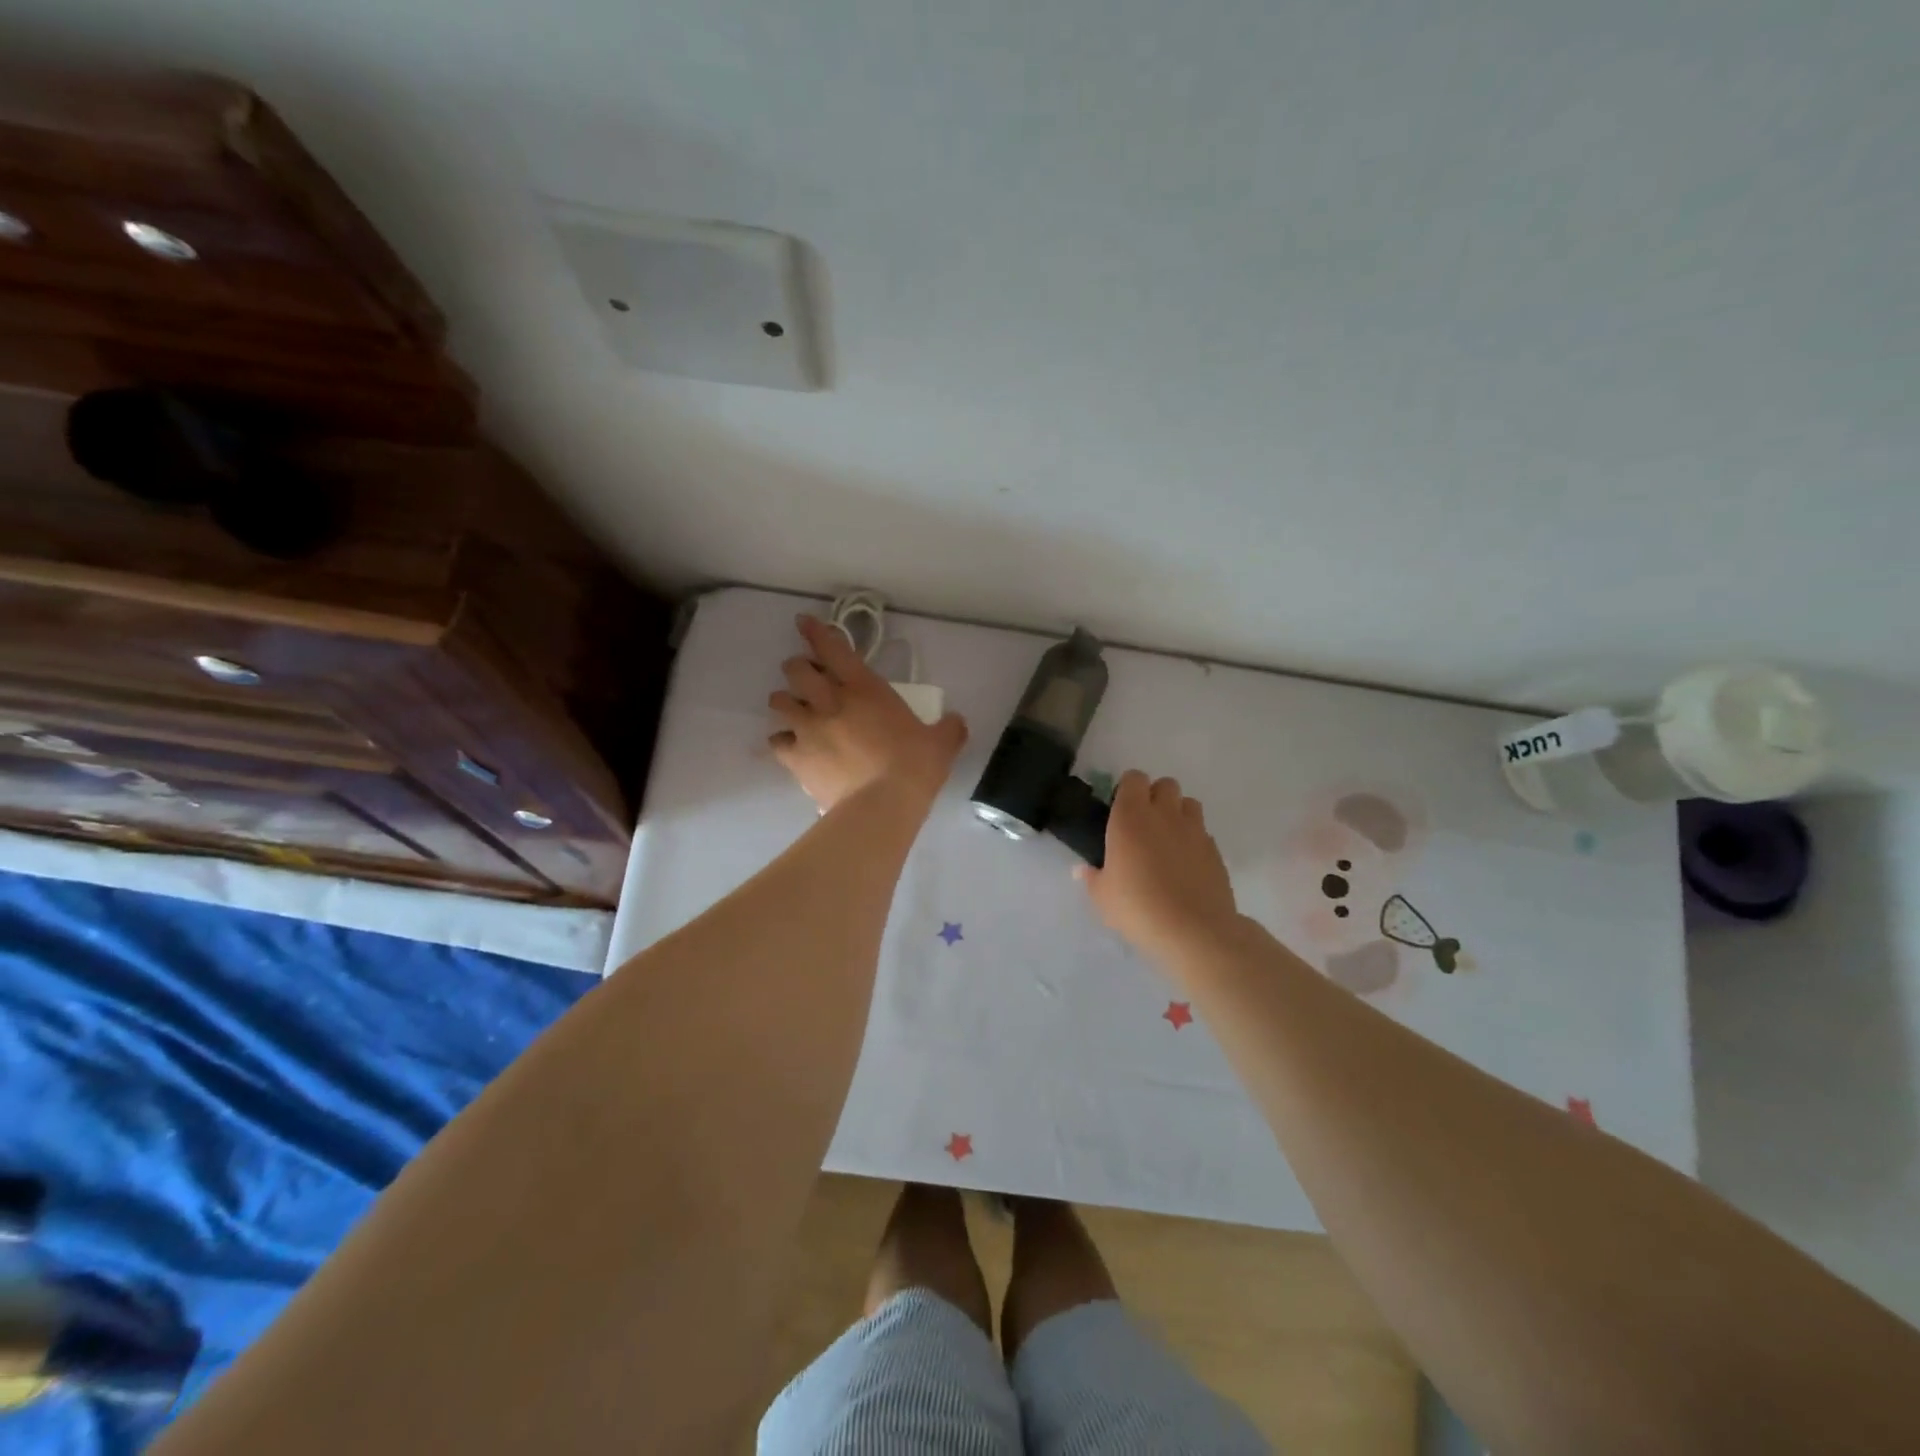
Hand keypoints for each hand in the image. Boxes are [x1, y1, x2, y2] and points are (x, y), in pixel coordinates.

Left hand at [770, 615, 967, 812]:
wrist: (882, 806)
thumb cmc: (914, 767)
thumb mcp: (941, 744)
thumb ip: (949, 728)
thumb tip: (957, 722)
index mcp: (865, 689)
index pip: (834, 649)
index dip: (816, 632)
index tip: (803, 621)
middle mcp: (830, 702)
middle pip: (797, 670)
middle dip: (798, 668)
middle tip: (806, 676)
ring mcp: (809, 729)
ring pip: (780, 701)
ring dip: (786, 701)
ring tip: (793, 709)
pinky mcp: (796, 758)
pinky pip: (777, 741)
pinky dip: (782, 741)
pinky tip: (790, 746)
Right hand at [1076, 771, 1240, 966]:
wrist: (1193, 931)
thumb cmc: (1137, 908)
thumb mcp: (1102, 897)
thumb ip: (1092, 878)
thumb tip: (1082, 870)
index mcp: (1130, 817)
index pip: (1133, 778)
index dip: (1128, 789)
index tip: (1120, 810)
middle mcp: (1164, 814)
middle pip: (1165, 784)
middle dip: (1155, 797)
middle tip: (1143, 824)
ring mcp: (1194, 830)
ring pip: (1189, 803)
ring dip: (1178, 813)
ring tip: (1168, 840)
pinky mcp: (1215, 850)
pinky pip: (1203, 832)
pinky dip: (1194, 840)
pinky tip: (1185, 865)